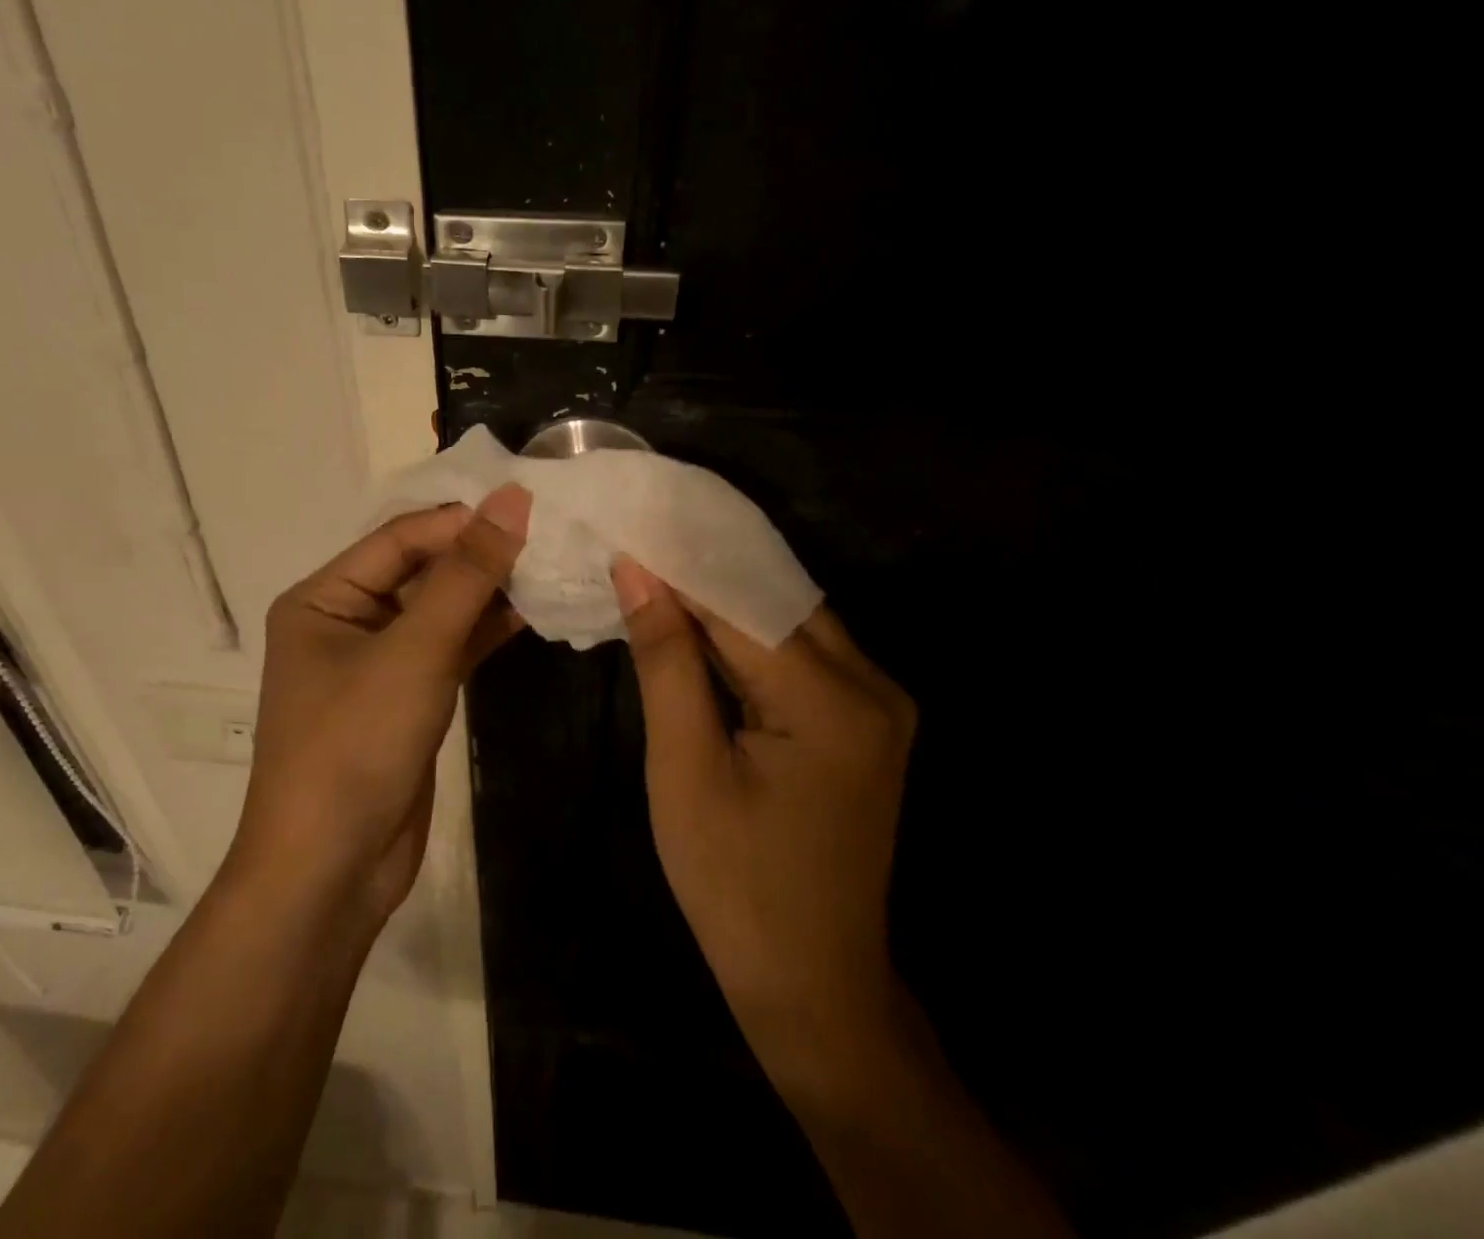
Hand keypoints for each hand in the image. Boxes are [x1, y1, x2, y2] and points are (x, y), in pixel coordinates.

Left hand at [225, 487, 529, 933]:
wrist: (330, 871)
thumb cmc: (355, 746)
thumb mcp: (414, 652)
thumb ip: (466, 575)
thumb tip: (511, 500)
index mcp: (323, 598)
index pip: (400, 540)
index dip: (462, 521)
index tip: (528, 506)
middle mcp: (345, 621)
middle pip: (421, 571)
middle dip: (479, 555)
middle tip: (549, 534)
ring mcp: (378, 662)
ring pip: (440, 610)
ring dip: (489, 592)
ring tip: (552, 567)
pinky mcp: (407, 698)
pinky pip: (449, 648)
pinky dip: (486, 632)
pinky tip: (533, 612)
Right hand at [611, 559, 917, 1099]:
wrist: (813, 981)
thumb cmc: (734, 885)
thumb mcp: (683, 770)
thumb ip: (666, 661)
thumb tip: (638, 571)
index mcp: (831, 703)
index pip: (742, 602)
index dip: (680, 562)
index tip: (627, 524)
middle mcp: (873, 686)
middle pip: (775, 600)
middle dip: (704, 570)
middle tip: (638, 538)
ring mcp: (879, 703)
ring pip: (790, 620)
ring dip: (725, 598)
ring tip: (658, 565)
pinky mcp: (866, 719)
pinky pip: (802, 652)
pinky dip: (749, 634)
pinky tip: (701, 619)